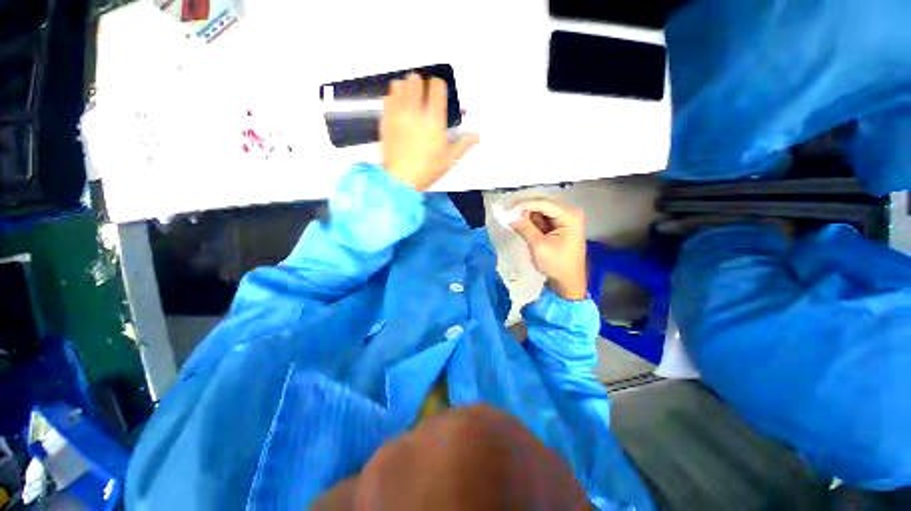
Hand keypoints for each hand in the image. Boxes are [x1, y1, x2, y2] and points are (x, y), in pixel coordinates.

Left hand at [381, 73, 478, 190]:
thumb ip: (464, 144)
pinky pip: (388, 96)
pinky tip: (399, 107)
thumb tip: (478, 136)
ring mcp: (398, 113)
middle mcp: (415, 111)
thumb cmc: (427, 170)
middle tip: (424, 96)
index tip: (439, 93)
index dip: (439, 86)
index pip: (436, 86)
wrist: (401, 179)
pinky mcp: (385, 119)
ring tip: (410, 98)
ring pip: (400, 84)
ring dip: (406, 87)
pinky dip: (394, 97)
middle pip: (416, 80)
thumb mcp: (449, 159)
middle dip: (422, 85)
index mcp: (434, 119)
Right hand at [510, 199, 587, 300]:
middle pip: (542, 205)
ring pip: (541, 212)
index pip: (543, 203)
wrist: (568, 282)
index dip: (523, 205)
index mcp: (569, 216)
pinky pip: (543, 219)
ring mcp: (566, 219)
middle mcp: (570, 213)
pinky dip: (532, 222)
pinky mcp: (561, 226)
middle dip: (525, 211)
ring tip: (514, 224)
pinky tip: (523, 227)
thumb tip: (510, 216)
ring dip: (528, 217)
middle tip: (509, 217)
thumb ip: (525, 228)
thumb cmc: (556, 265)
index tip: (507, 211)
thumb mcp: (538, 246)